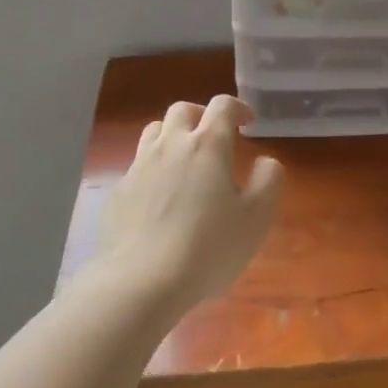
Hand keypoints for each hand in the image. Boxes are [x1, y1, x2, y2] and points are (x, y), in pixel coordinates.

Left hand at [98, 95, 285, 311]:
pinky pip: (137, 166)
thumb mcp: (257, 217)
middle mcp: (170, 146)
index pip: (222, 105)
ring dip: (173, 135)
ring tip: (185, 158)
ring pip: (154, 131)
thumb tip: (266, 161)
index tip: (248, 123)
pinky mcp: (118, 192)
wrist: (141, 282)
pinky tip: (160, 196)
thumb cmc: (208, 247)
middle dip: (202, 115)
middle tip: (215, 135)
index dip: (238, 107)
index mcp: (207, 145)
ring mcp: (139, 167)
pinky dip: (153, 168)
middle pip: (182, 110)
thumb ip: (269, 180)